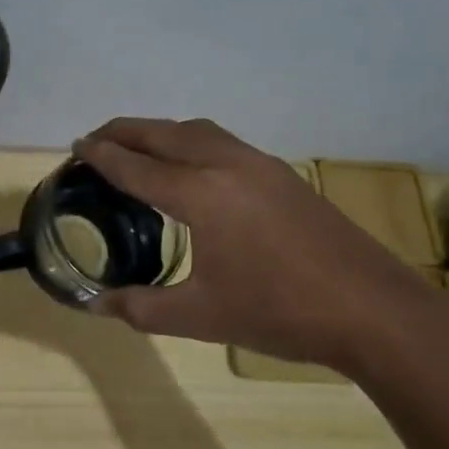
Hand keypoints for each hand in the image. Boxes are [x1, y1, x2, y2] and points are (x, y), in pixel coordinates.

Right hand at [75, 118, 448, 373]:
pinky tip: (192, 169)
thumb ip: (141, 307)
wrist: (371, 310)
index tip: (76, 145)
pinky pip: (223, 142)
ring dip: (161, 132)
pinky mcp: (283, 175)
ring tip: (137, 147)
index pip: (137, 167)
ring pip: (198, 131)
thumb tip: (94, 305)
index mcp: (201, 195)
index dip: (102, 156)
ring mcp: (261, 165)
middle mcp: (227, 165)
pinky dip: (192, 142)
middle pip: (165, 134)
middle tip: (96, 139)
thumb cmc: (279, 313)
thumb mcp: (200, 317)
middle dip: (126, 131)